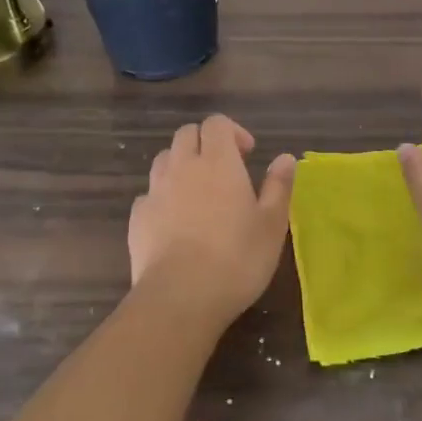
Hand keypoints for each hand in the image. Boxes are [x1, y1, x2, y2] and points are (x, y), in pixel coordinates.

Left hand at [128, 115, 295, 327]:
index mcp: (218, 161)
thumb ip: (278, 186)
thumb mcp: (272, 224)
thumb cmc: (236, 257)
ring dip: (180, 165)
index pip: (216, 123)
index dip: (232, 131)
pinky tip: (174, 222)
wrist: (179, 297)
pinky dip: (162, 197)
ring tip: (197, 193)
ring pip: (164, 160)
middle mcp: (182, 167)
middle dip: (204, 142)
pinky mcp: (137, 218)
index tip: (247, 155)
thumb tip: (285, 157)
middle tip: (224, 170)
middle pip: (186, 134)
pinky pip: (149, 194)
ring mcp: (155, 191)